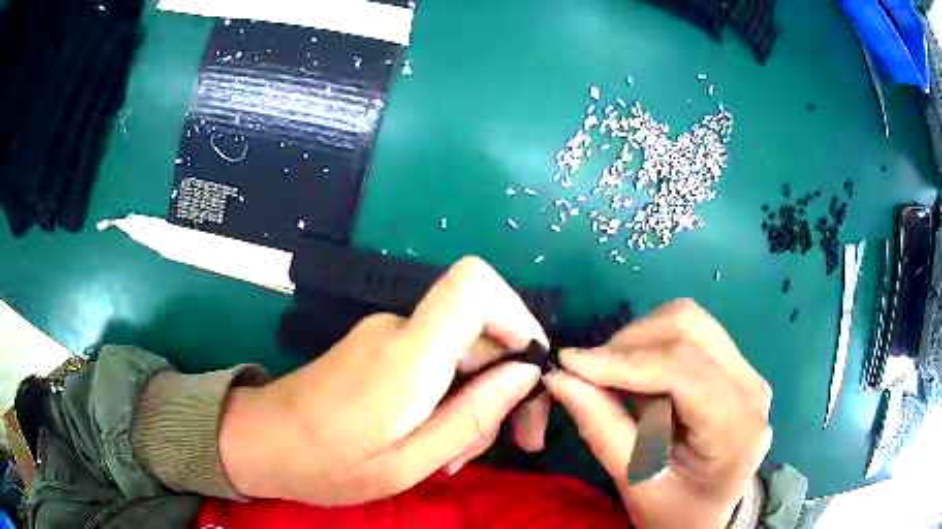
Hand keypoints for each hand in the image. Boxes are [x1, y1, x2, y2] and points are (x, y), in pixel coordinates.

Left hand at [218, 257, 550, 504]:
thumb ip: (472, 414)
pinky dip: (450, 396)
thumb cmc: (327, 465)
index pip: (474, 284)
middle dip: (505, 382)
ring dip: (476, 398)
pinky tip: (437, 440)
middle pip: (480, 327)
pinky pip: (435, 360)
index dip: (517, 314)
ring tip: (457, 454)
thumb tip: (526, 372)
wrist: (262, 442)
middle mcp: (399, 329)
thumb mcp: (409, 461)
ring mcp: (386, 335)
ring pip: (461, 351)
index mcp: (408, 354)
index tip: (530, 370)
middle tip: (507, 444)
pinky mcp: (379, 347)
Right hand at [543, 299, 772, 528]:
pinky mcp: (736, 366)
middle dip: (628, 345)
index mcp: (737, 428)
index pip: (682, 370)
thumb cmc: (673, 511)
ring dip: (640, 341)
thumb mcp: (634, 482)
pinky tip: (640, 378)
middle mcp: (752, 388)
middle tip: (589, 375)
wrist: (707, 515)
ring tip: (615, 379)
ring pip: (688, 321)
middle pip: (688, 329)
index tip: (569, 364)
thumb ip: (601, 428)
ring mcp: (748, 372)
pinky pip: (691, 332)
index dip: (623, 361)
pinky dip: (653, 344)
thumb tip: (560, 376)